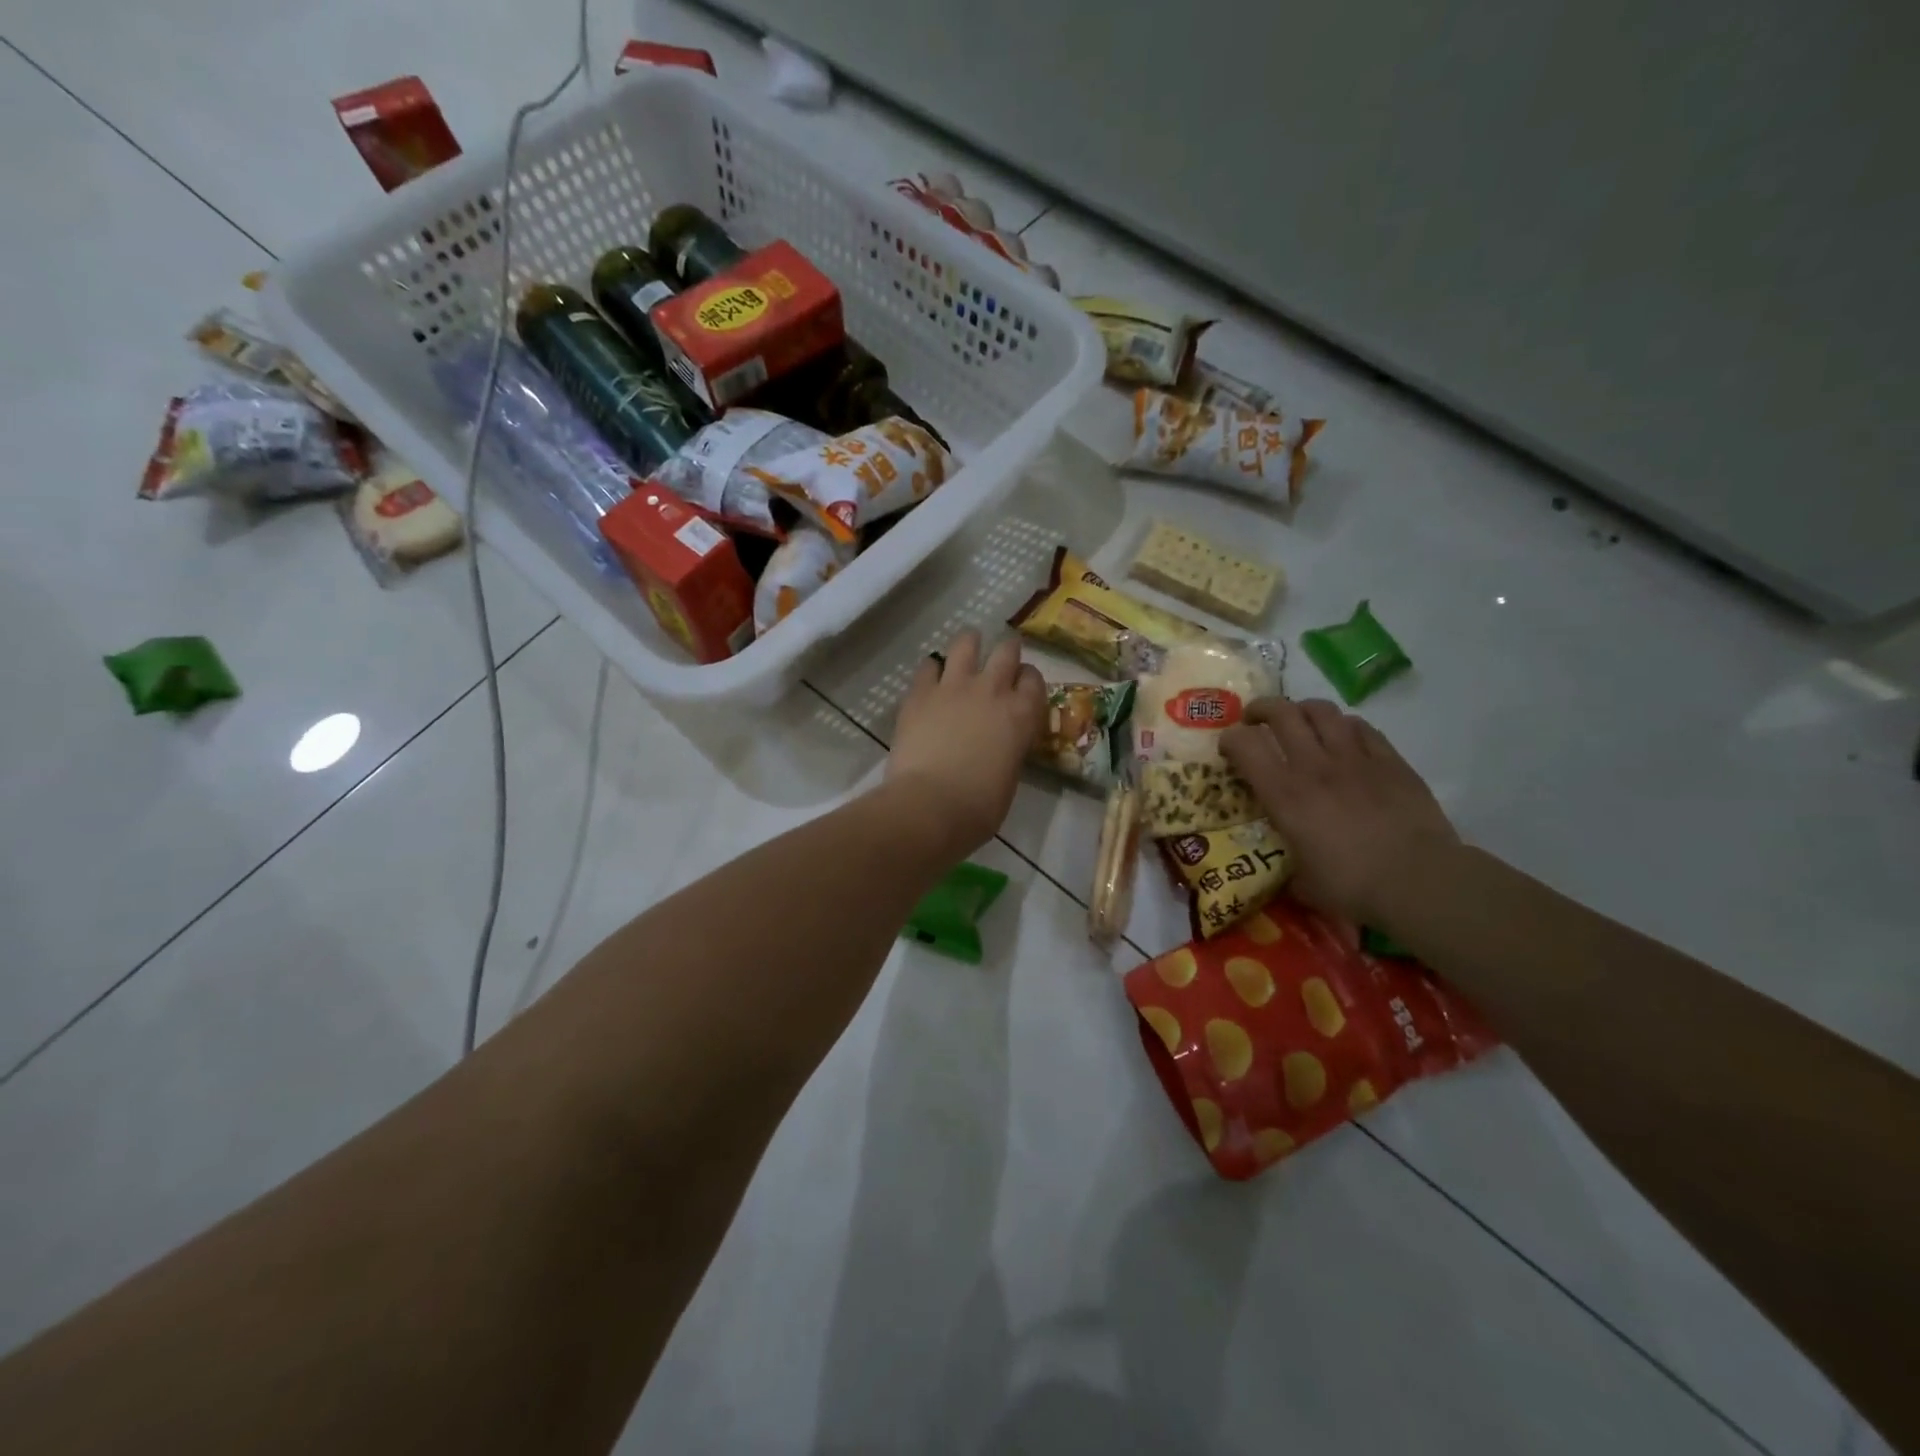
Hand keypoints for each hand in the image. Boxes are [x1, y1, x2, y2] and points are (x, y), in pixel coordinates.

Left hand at [887, 630, 1046, 855]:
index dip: (1028, 680)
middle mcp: (992, 690)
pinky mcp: (920, 693)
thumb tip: (999, 746)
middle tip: (1001, 659)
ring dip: (969, 644)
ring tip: (966, 650)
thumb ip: (1008, 750)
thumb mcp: (1009, 777)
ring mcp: (954, 687)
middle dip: (1007, 651)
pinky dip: (931, 670)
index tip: (1022, 686)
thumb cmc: (978, 807)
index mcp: (1021, 715)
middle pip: (1006, 651)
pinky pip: (927, 666)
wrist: (930, 805)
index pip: (1034, 680)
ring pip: (966, 643)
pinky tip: (929, 679)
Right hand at [1220, 698, 1459, 924]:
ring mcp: (1354, 758)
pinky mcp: (1389, 760)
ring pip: (1321, 711)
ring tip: (1299, 721)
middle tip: (1255, 719)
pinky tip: (1343, 736)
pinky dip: (1344, 726)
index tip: (1228, 746)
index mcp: (1284, 794)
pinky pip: (1361, 727)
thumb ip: (1291, 858)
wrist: (1419, 880)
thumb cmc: (1352, 886)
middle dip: (1261, 710)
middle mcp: (1314, 766)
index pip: (1245, 745)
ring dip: (1302, 710)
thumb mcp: (1303, 879)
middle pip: (1281, 713)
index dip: (1230, 739)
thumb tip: (1293, 864)